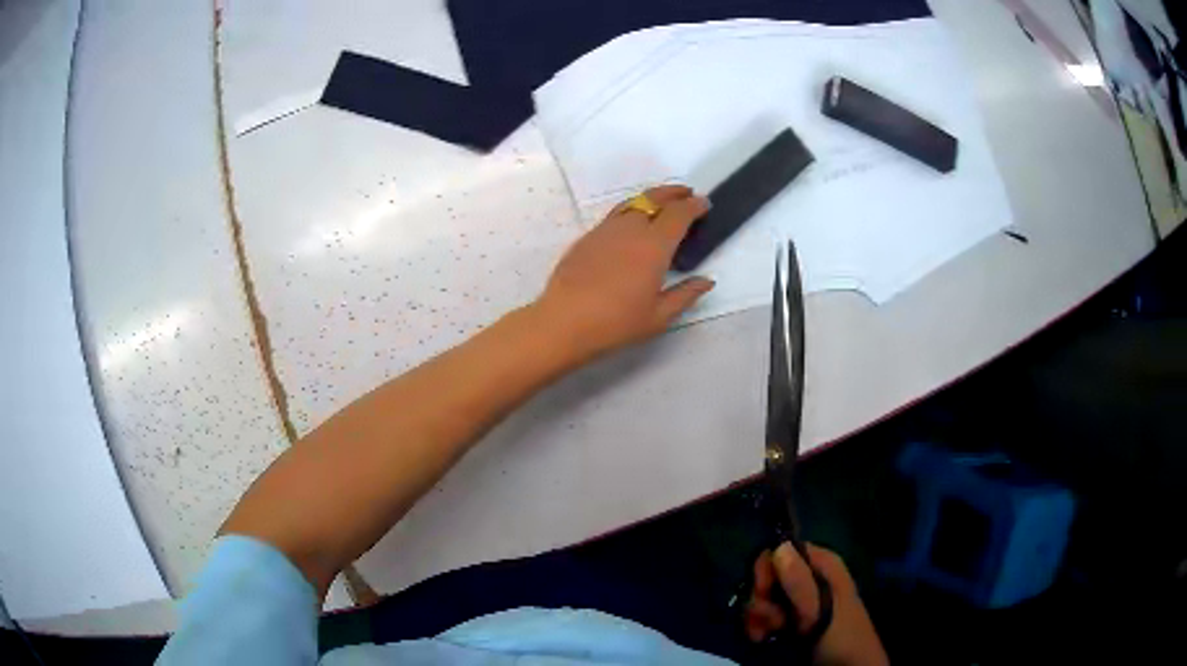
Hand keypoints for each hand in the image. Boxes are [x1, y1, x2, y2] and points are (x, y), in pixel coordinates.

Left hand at [534, 185, 714, 360]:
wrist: (563, 322)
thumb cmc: (616, 323)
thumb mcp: (659, 317)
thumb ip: (685, 295)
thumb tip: (706, 280)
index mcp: (654, 246)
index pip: (679, 214)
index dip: (694, 206)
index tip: (704, 204)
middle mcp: (631, 229)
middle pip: (655, 199)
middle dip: (674, 193)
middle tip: (687, 194)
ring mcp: (606, 230)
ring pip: (633, 202)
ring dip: (652, 198)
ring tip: (662, 203)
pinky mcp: (587, 237)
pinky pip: (615, 214)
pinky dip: (631, 210)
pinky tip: (632, 224)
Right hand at [746, 542, 888, 665]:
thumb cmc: (839, 635)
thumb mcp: (819, 611)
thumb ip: (799, 582)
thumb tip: (779, 546)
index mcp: (822, 564)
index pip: (781, 550)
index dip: (767, 570)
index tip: (764, 593)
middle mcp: (809, 576)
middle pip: (768, 575)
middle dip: (760, 599)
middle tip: (770, 620)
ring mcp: (800, 599)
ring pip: (763, 597)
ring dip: (758, 616)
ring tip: (766, 634)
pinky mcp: (791, 619)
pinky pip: (765, 614)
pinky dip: (758, 625)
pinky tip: (762, 638)